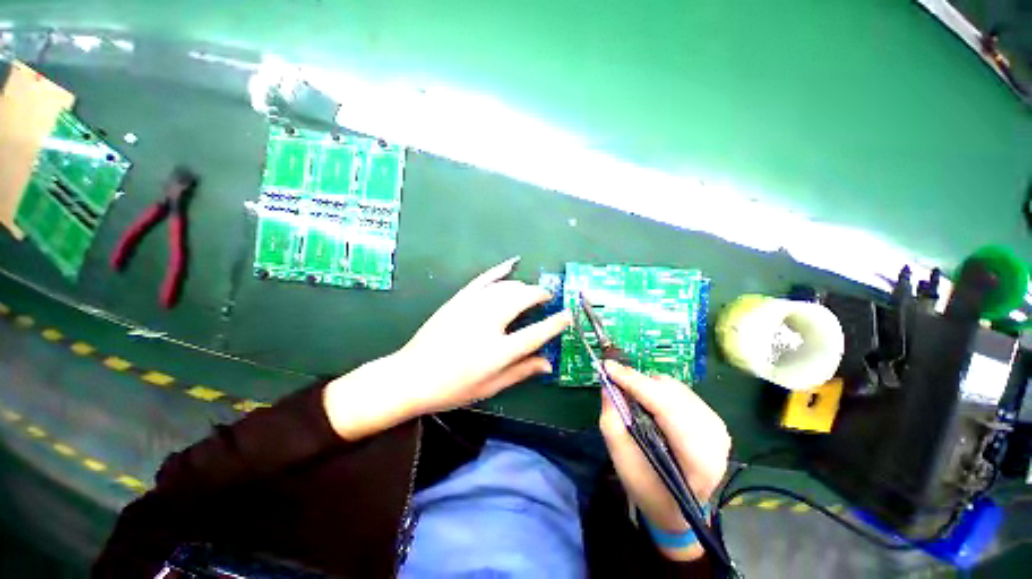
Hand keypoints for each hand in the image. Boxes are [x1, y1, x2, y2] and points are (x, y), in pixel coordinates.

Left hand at [324, 257, 571, 439]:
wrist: (411, 376)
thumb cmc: (452, 388)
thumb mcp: (490, 386)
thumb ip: (521, 372)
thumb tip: (548, 363)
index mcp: (498, 351)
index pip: (537, 332)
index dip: (556, 323)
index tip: (568, 315)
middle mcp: (488, 323)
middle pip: (523, 300)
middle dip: (540, 295)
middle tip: (548, 298)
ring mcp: (472, 307)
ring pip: (507, 287)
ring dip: (524, 286)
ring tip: (531, 291)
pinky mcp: (459, 299)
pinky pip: (484, 279)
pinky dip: (499, 270)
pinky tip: (512, 263)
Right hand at [599, 361, 730, 561]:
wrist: (678, 508)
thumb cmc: (648, 488)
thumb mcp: (621, 459)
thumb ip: (612, 420)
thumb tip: (609, 384)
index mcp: (698, 457)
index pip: (665, 406)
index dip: (635, 383)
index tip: (609, 366)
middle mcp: (715, 437)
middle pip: (671, 392)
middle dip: (640, 384)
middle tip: (616, 383)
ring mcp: (718, 427)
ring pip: (675, 388)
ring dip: (649, 386)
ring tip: (633, 397)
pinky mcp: (714, 419)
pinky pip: (681, 391)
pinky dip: (659, 391)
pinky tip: (650, 403)